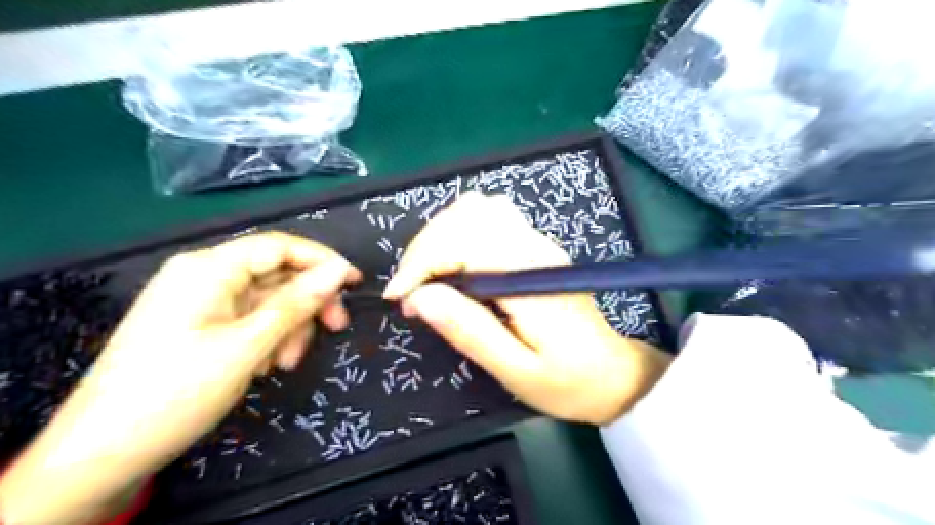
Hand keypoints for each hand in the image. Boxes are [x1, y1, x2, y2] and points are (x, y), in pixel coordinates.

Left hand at [0, 233, 360, 524]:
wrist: (100, 455)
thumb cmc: (176, 392)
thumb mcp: (248, 346)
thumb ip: (297, 304)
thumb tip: (339, 271)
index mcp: (209, 268)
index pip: (280, 246)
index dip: (322, 261)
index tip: (355, 283)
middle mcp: (204, 276)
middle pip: (276, 274)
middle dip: (307, 303)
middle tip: (337, 328)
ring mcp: (201, 301)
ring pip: (268, 300)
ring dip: (289, 328)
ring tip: (285, 364)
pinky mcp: (200, 325)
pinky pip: (250, 319)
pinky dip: (268, 338)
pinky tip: (266, 366)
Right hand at [382, 192, 668, 426]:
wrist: (613, 374)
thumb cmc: (567, 381)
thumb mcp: (516, 371)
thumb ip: (470, 332)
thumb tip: (420, 298)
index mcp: (529, 276)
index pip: (464, 241)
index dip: (422, 263)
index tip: (400, 298)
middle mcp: (534, 247)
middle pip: (467, 213)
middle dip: (425, 247)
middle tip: (411, 291)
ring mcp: (537, 242)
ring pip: (478, 208)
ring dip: (440, 236)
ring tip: (427, 276)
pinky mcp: (536, 246)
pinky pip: (491, 218)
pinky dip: (459, 233)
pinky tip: (453, 266)